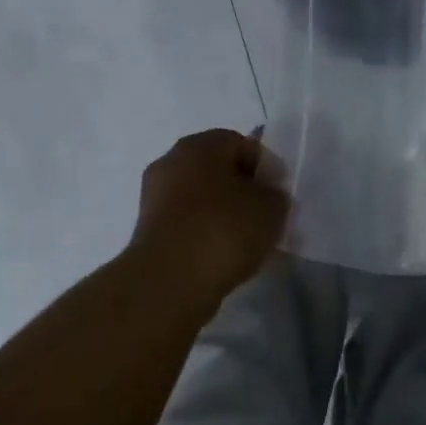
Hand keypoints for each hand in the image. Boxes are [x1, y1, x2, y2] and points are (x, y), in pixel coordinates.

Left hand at [128, 129, 288, 308]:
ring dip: (222, 214)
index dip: (265, 168)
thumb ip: (274, 193)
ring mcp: (154, 196)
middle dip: (241, 190)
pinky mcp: (148, 229)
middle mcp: (171, 161)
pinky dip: (204, 233)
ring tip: (244, 242)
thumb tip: (263, 196)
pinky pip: (187, 222)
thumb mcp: (272, 206)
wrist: (171, 280)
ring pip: (200, 197)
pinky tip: (220, 255)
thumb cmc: (225, 229)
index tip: (277, 196)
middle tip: (263, 217)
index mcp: (200, 145)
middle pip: (217, 169)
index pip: (241, 144)